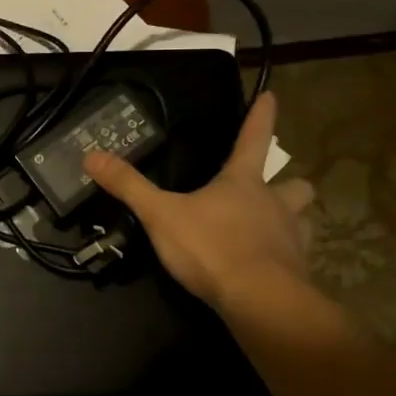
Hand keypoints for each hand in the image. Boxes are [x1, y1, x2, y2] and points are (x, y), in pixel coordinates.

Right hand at [84, 92, 315, 312]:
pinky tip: (270, 266)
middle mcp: (274, 203)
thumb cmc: (211, 247)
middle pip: (296, 184)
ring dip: (293, 219)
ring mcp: (291, 238)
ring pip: (304, 219)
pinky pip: (297, 256)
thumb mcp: (160, 215)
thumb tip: (91, 155)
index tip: (271, 95)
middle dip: (289, 183)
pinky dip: (286, 257)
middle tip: (276, 189)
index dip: (261, 116)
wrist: (259, 300)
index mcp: (243, 182)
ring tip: (274, 228)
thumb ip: (128, 186)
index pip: (254, 138)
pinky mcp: (297, 271)